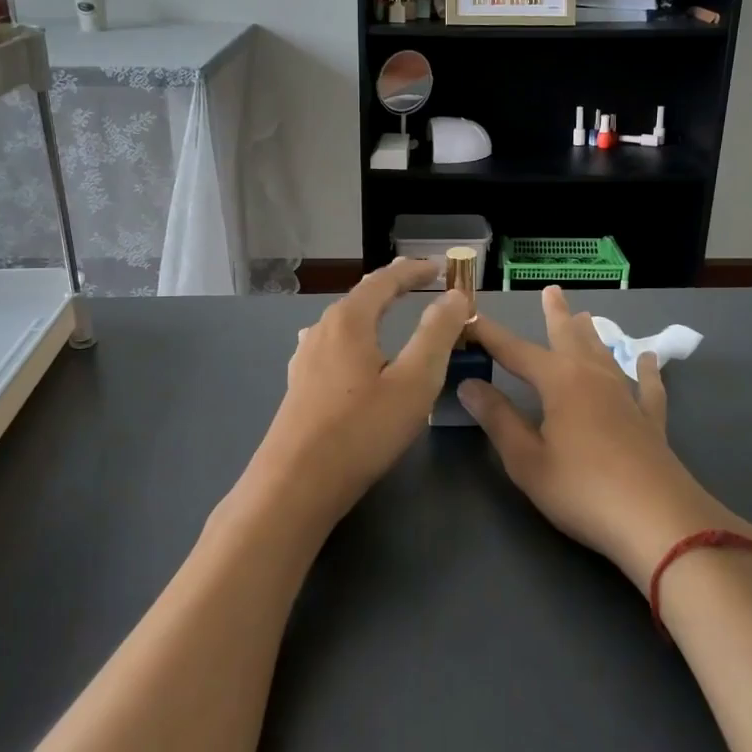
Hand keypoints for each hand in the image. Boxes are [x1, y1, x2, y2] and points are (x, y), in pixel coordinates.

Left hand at [250, 258, 469, 523]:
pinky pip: (333, 345)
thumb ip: (437, 334)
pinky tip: (352, 352)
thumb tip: (455, 296)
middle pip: (361, 296)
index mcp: (349, 321)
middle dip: (393, 286)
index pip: (384, 280)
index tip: (439, 267)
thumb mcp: (414, 381)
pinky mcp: (299, 384)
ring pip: (344, 321)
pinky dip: (356, 336)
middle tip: (420, 282)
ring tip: (390, 311)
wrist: (296, 484)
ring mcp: (305, 358)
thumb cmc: (361, 430)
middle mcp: (322, 330)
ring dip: (371, 310)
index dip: (414, 271)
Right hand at [460, 287, 751, 591]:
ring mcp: (626, 397)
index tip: (469, 319)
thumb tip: (469, 384)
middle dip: (555, 315)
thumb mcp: (527, 459)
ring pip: (604, 354)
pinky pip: (647, 386)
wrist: (658, 521)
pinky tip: (648, 359)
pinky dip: (646, 371)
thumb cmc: (582, 489)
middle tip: (551, 290)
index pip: (514, 351)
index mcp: (559, 382)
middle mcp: (593, 377)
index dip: (490, 336)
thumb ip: (497, 419)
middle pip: (568, 338)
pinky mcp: (650, 421)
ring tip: (587, 316)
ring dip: (592, 334)